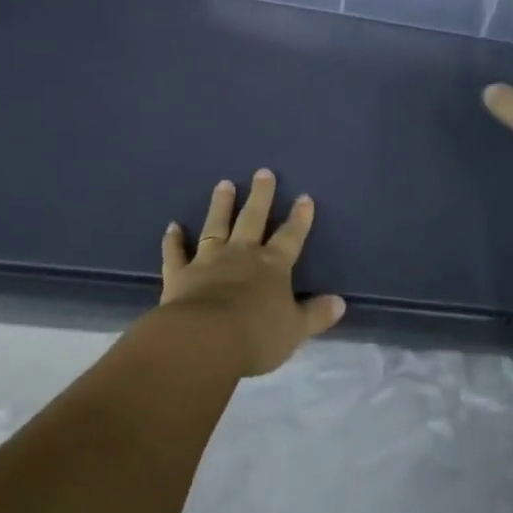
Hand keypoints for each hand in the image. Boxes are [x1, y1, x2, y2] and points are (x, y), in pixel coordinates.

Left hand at [157, 169, 345, 376]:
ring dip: (221, 205)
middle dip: (261, 196)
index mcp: (272, 266)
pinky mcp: (180, 273)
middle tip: (263, 172)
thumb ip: (315, 315)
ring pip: (216, 226)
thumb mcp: (295, 330)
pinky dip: (173, 240)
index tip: (304, 197)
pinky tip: (172, 227)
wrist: (205, 340)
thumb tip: (339, 302)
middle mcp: (241, 255)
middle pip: (253, 219)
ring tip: (224, 184)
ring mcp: (208, 260)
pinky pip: (176, 253)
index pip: (290, 237)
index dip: (299, 218)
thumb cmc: (257, 336)